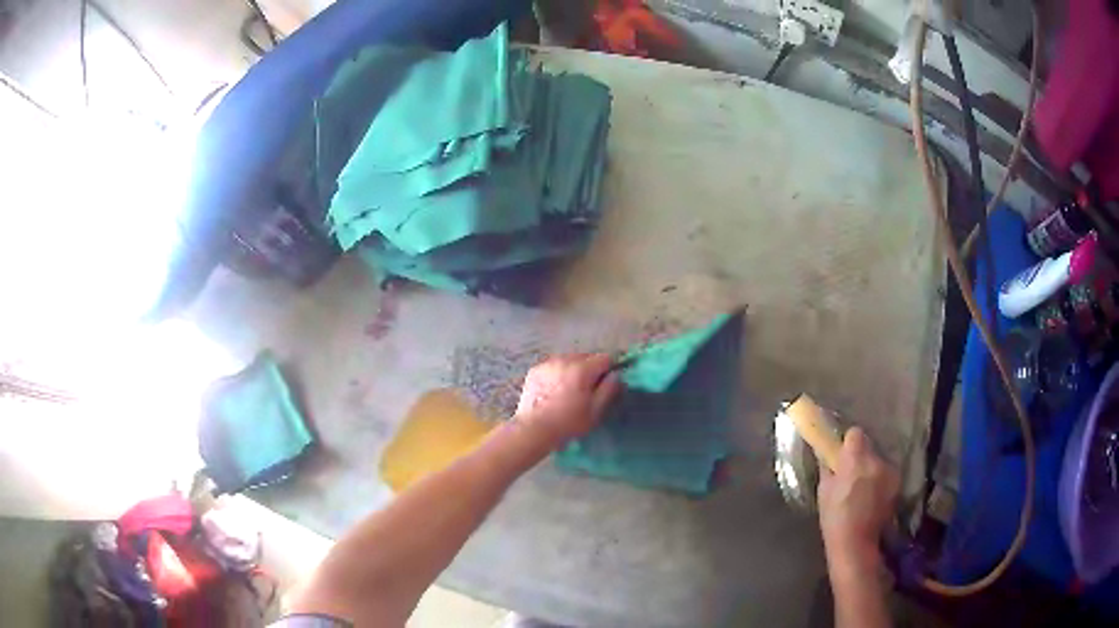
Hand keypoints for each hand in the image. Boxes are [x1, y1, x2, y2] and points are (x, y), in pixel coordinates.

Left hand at [514, 353, 622, 446]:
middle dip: (590, 369)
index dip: (609, 370)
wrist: (533, 429)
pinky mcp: (535, 370)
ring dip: (573, 369)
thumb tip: (616, 375)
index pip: (605, 358)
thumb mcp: (595, 410)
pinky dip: (557, 373)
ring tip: (568, 390)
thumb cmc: (569, 422)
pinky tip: (553, 390)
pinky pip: (553, 366)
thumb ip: (609, 389)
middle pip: (586, 357)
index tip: (605, 384)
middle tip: (587, 389)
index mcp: (583, 368)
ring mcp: (547, 363)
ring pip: (568, 360)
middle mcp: (565, 360)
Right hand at [818, 427, 898, 574]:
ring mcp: (890, 472)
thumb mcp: (824, 492)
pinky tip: (872, 497)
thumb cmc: (835, 518)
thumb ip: (827, 467)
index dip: (848, 443)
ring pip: (878, 461)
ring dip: (871, 469)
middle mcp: (876, 460)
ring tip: (862, 489)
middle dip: (860, 457)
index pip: (855, 433)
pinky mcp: (897, 484)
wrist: (856, 543)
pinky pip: (886, 474)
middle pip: (868, 447)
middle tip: (850, 475)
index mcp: (856, 459)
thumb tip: (826, 453)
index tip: (842, 455)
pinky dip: (879, 481)